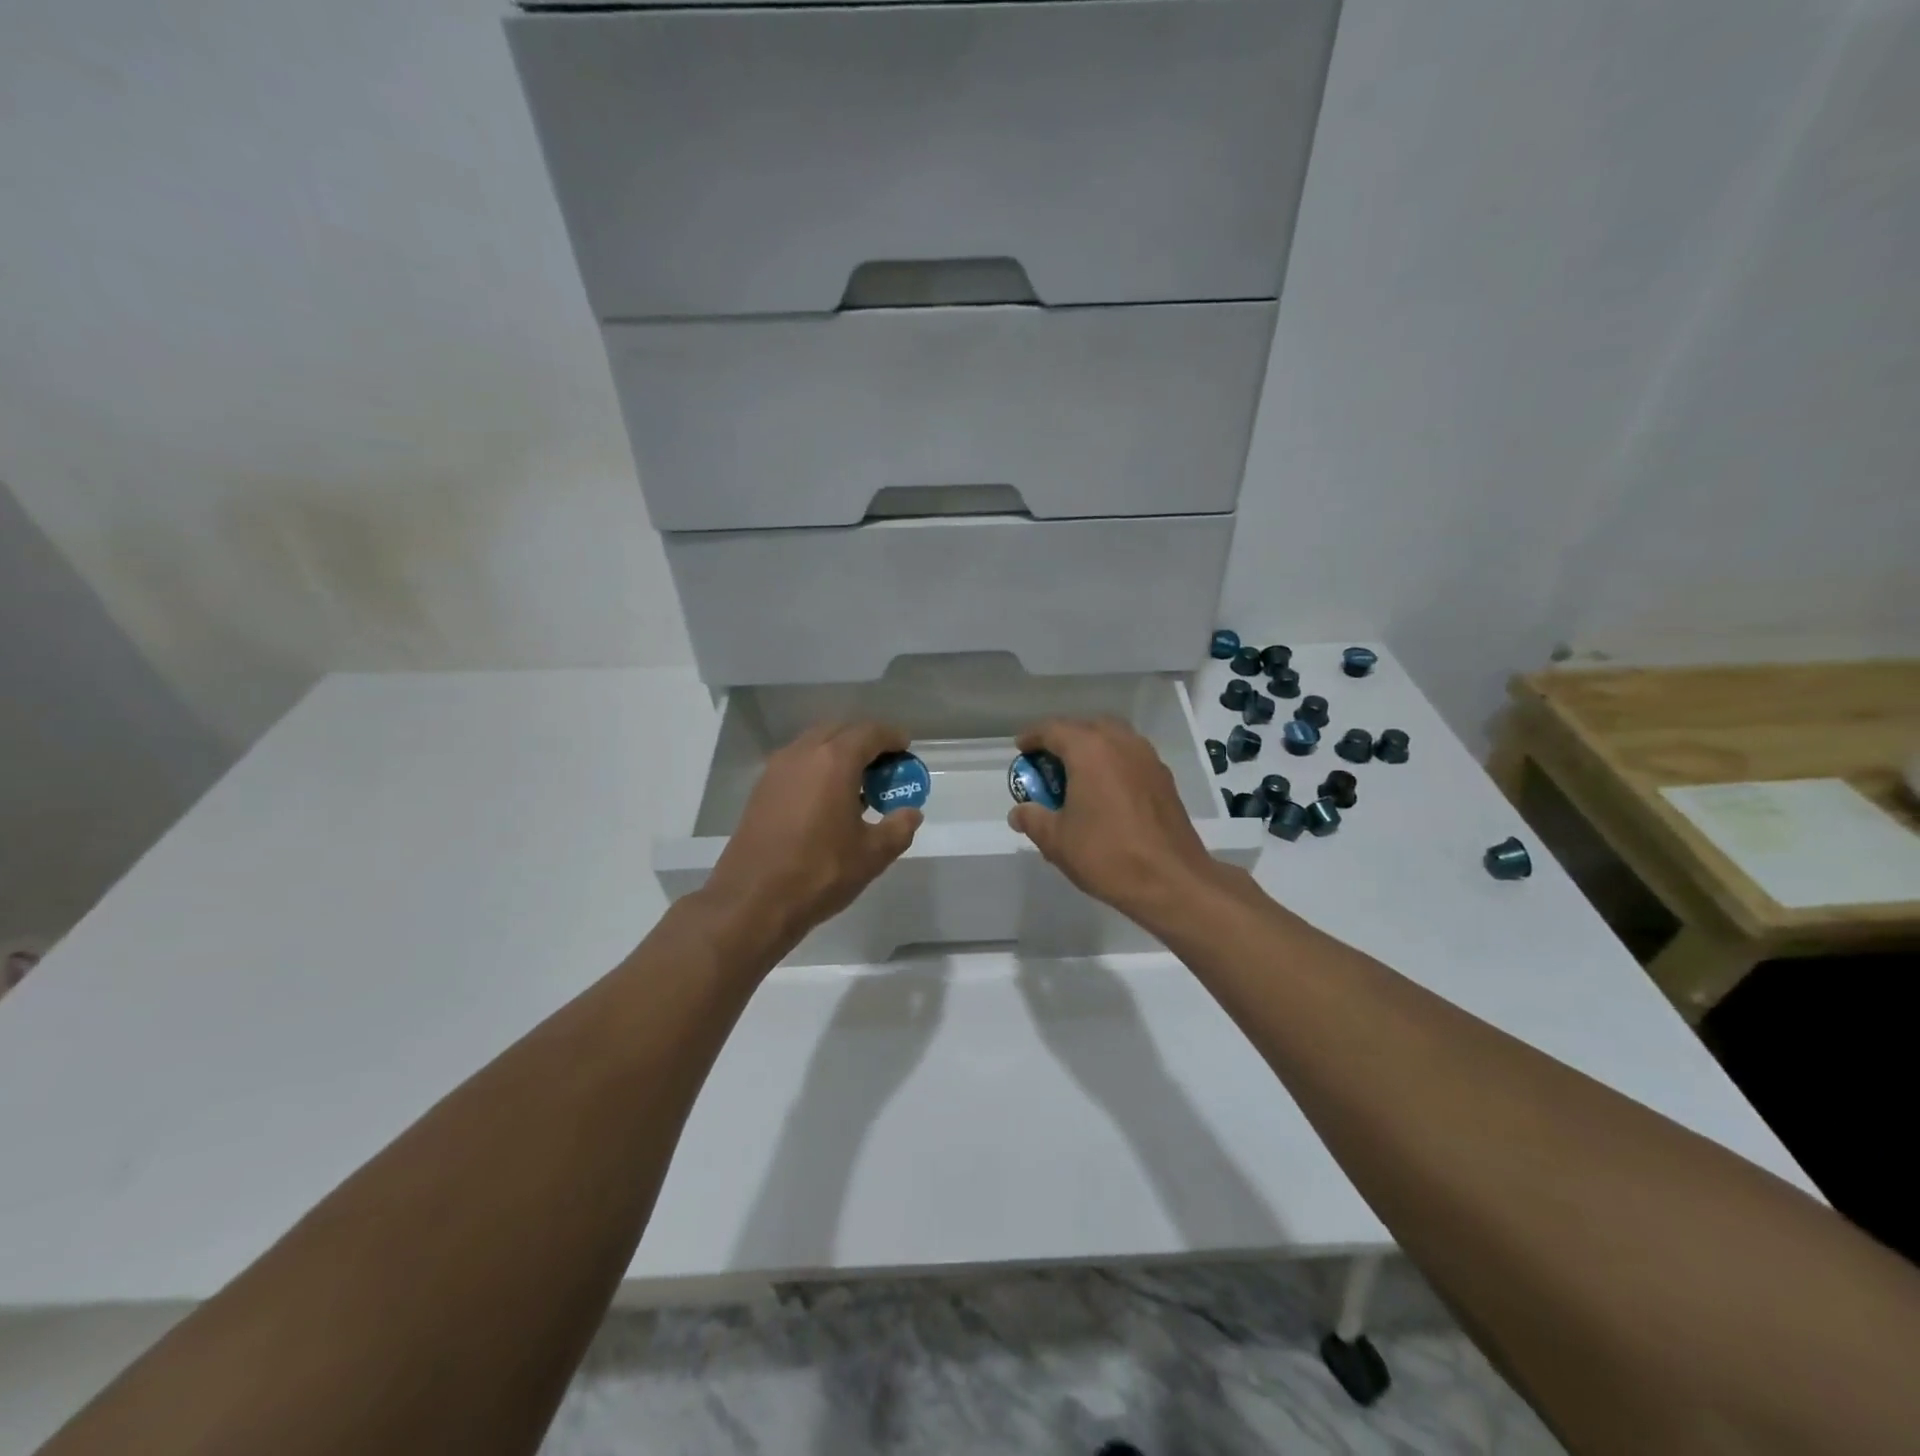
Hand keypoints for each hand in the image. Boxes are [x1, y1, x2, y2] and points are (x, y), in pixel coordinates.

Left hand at [701, 722, 921, 953]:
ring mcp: (776, 770)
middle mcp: (803, 754)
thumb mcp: (872, 854)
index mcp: (834, 761)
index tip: (906, 747)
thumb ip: (898, 827)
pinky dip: (817, 767)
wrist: (752, 901)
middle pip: (840, 731)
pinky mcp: (761, 789)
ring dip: (839, 753)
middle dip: (865, 741)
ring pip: (815, 744)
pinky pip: (797, 763)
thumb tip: (910, 813)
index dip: (892, 737)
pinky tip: (828, 798)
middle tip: (885, 766)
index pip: (870, 733)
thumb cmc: (819, 873)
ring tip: (858, 783)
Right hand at [1006, 718, 1229, 930]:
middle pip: (1086, 727)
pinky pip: (1130, 757)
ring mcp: (1147, 758)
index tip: (1020, 749)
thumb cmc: (1107, 855)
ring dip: (1091, 749)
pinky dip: (1112, 763)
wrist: (1172, 881)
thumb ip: (1033, 819)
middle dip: (1064, 739)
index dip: (1033, 737)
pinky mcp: (1164, 778)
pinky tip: (1105, 792)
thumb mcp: (1057, 840)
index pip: (1053, 729)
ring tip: (1076, 775)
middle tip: (1048, 762)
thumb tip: (1020, 812)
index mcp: (1090, 749)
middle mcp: (1121, 743)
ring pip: (1112, 739)